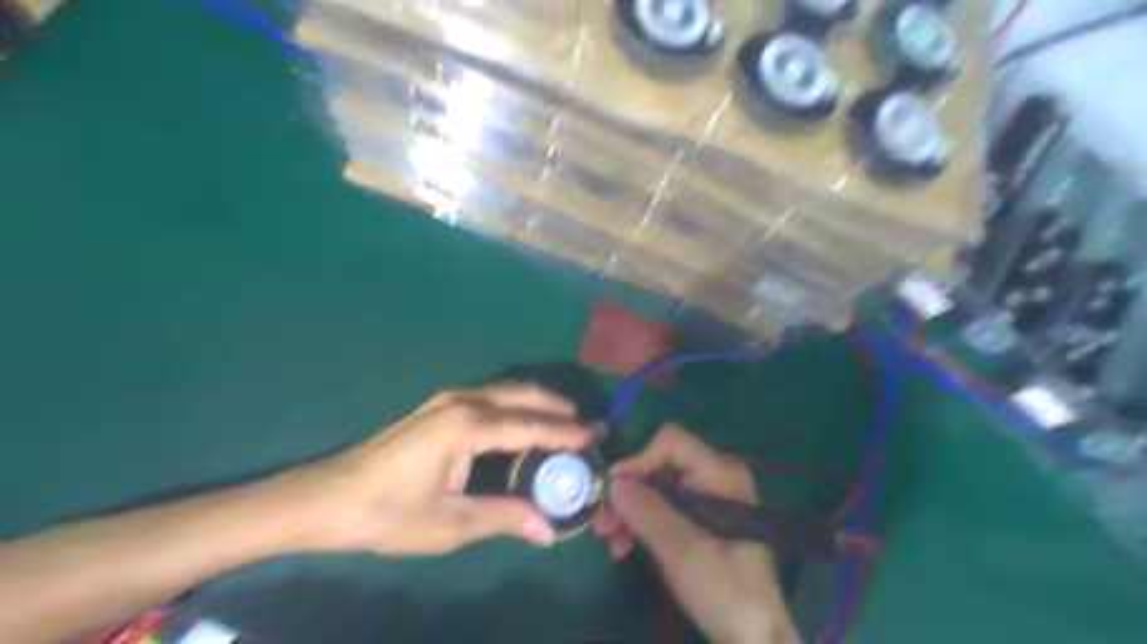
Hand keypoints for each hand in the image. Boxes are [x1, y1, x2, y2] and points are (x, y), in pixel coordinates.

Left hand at [298, 383, 590, 552]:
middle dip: (557, 407)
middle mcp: (462, 402)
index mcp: (467, 426)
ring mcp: (448, 400)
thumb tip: (548, 531)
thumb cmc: (388, 513)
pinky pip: (490, 398)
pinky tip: (522, 423)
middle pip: (522, 395)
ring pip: (506, 391)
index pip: (530, 425)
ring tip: (563, 421)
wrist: (327, 498)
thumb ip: (504, 518)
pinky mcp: (438, 407)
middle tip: (587, 424)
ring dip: (537, 403)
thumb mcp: (450, 523)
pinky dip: (516, 406)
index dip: (565, 432)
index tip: (596, 435)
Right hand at [597, 425, 798, 643]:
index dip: (640, 458)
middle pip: (660, 466)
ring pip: (657, 490)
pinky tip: (623, 547)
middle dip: (629, 491)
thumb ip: (647, 511)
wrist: (754, 639)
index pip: (672, 442)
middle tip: (603, 519)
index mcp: (720, 474)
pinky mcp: (699, 523)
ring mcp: (706, 501)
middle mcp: (714, 479)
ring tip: (608, 539)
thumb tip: (613, 482)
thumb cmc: (725, 589)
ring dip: (630, 511)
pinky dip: (642, 525)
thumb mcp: (683, 549)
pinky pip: (663, 511)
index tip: (614, 487)